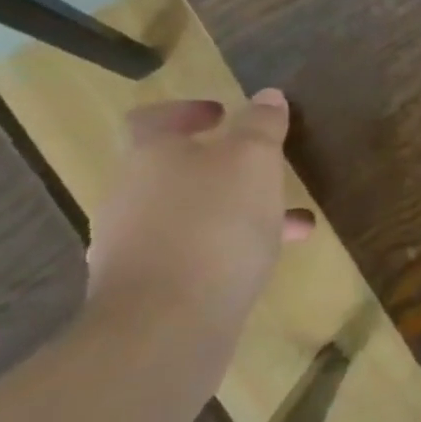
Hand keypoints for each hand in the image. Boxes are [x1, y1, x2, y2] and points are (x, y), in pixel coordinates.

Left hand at [85, 91, 314, 336]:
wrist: (166, 326)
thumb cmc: (214, 223)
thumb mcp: (253, 161)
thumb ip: (261, 125)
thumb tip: (266, 96)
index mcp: (150, 157)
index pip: (153, 120)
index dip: (187, 112)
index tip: (222, 114)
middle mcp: (131, 197)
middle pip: (173, 170)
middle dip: (222, 166)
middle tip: (265, 168)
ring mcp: (133, 246)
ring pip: (191, 214)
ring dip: (235, 209)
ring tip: (290, 219)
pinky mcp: (149, 289)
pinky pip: (194, 253)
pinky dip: (228, 248)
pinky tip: (268, 258)